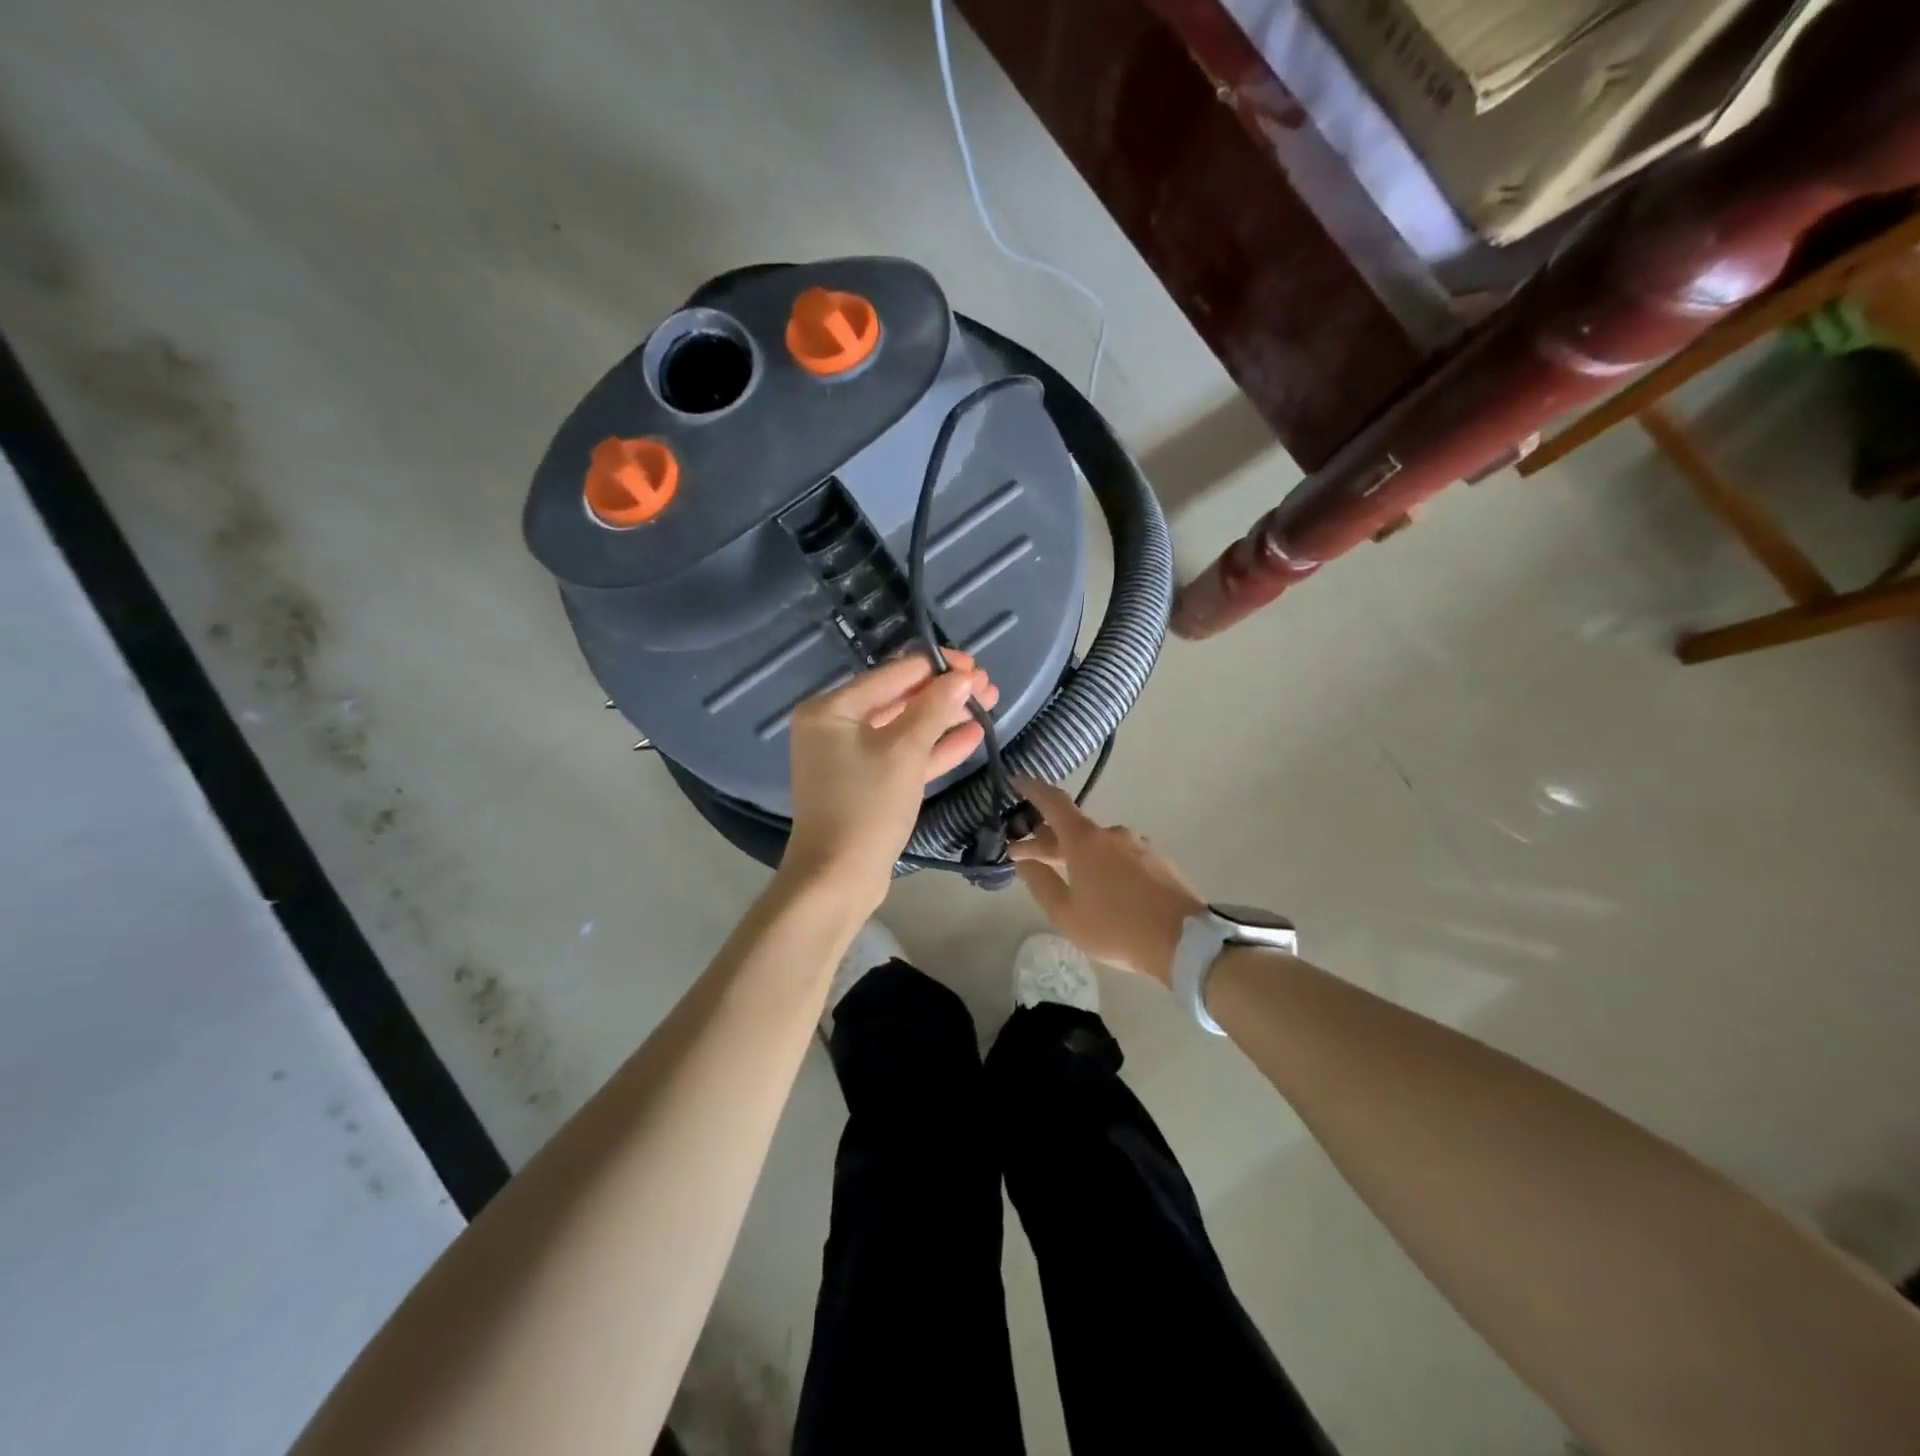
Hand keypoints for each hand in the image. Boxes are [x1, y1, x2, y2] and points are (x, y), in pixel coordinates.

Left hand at [781, 652, 998, 910]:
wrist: (838, 879)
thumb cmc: (866, 807)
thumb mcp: (904, 752)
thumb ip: (934, 709)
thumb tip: (962, 678)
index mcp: (832, 709)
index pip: (892, 674)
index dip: (936, 668)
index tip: (975, 666)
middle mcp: (837, 726)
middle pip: (899, 698)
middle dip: (945, 693)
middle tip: (988, 688)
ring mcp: (852, 757)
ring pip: (905, 728)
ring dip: (945, 718)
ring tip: (989, 706)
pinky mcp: (868, 784)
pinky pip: (903, 756)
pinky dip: (934, 748)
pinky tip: (972, 736)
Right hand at [1007, 777, 1206, 985]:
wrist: (1185, 942)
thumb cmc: (1116, 928)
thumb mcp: (1067, 914)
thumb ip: (1041, 884)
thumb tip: (1026, 861)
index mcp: (1086, 841)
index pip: (1054, 802)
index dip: (1032, 789)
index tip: (1016, 781)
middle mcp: (1112, 834)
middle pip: (1073, 828)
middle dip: (1046, 840)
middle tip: (1024, 854)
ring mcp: (1139, 845)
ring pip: (1097, 844)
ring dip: (1076, 854)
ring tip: (1065, 876)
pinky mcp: (1158, 861)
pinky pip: (1120, 856)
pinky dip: (1102, 864)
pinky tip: (1101, 887)